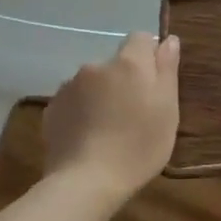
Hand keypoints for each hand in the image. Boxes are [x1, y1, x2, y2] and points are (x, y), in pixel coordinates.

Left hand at [39, 33, 179, 207]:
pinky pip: (74, 101)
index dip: (149, 55)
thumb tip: (168, 40)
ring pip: (93, 82)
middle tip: (135, 112)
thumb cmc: (139, 145)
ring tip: (109, 127)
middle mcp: (96, 66)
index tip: (155, 83)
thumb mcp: (167, 108)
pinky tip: (89, 136)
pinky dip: (83, 111)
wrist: (86, 182)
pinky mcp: (52, 109)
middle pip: (116, 62)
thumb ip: (167, 69)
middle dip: (125, 78)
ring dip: (102, 94)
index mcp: (129, 63)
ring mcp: (69, 87)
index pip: (140, 38)